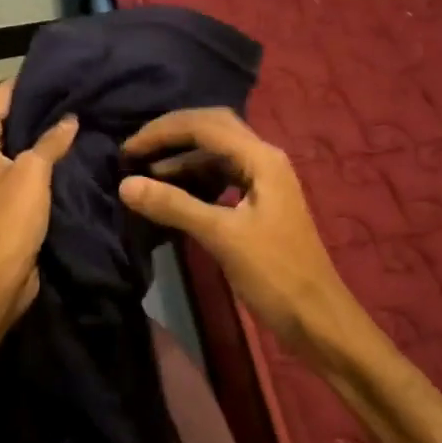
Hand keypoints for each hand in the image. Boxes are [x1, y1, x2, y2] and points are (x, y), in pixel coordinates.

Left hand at [0, 80, 77, 317]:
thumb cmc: (7, 218)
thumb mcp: (32, 173)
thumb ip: (51, 141)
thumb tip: (70, 118)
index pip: (2, 97)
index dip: (30, 84)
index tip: (63, 73)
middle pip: (10, 120)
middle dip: (42, 111)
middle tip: (80, 96)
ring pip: (20, 147)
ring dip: (45, 138)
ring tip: (82, 120)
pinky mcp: (4, 200)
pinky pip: (26, 170)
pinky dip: (45, 162)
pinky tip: (74, 154)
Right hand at [118, 108, 356, 354]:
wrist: (316, 317)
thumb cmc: (275, 274)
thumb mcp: (222, 237)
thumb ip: (174, 205)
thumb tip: (125, 184)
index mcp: (261, 158)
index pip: (205, 125)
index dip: (162, 132)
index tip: (127, 150)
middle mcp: (264, 159)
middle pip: (212, 130)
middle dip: (171, 137)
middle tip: (134, 153)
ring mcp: (263, 181)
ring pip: (216, 155)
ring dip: (181, 160)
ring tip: (145, 176)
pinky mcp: (258, 204)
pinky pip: (221, 178)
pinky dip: (194, 180)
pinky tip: (172, 194)